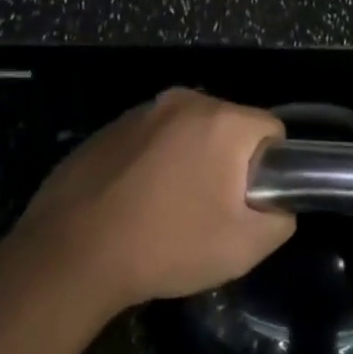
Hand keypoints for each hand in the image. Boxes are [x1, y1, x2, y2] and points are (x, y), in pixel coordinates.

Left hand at [15, 89, 294, 313]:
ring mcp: (141, 111)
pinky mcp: (110, 127)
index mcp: (220, 119)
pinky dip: (154, 162)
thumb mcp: (244, 247)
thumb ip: (281, 218)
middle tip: (210, 210)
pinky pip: (151, 139)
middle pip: (228, 127)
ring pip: (188, 132)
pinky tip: (136, 201)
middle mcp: (183, 100)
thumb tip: (276, 203)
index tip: (248, 202)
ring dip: (190, 160)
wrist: (72, 253)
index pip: (271, 130)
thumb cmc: (167, 244)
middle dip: (228, 162)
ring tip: (169, 208)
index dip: (270, 168)